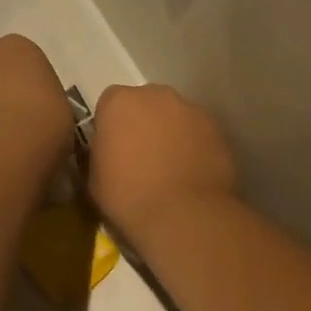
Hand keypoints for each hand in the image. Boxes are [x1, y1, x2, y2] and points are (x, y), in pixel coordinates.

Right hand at [88, 84, 237, 241]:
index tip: (113, 148)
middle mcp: (157, 95)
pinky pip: (198, 133)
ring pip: (175, 116)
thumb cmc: (127, 196)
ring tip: (170, 168)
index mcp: (119, 103)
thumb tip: (109, 148)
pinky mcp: (217, 128)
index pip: (110, 103)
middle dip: (143, 123)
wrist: (182, 215)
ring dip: (171, 134)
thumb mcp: (94, 177)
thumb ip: (100, 150)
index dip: (111, 125)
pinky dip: (194, 146)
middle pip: (146, 103)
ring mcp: (191, 109)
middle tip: (141, 157)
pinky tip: (191, 174)